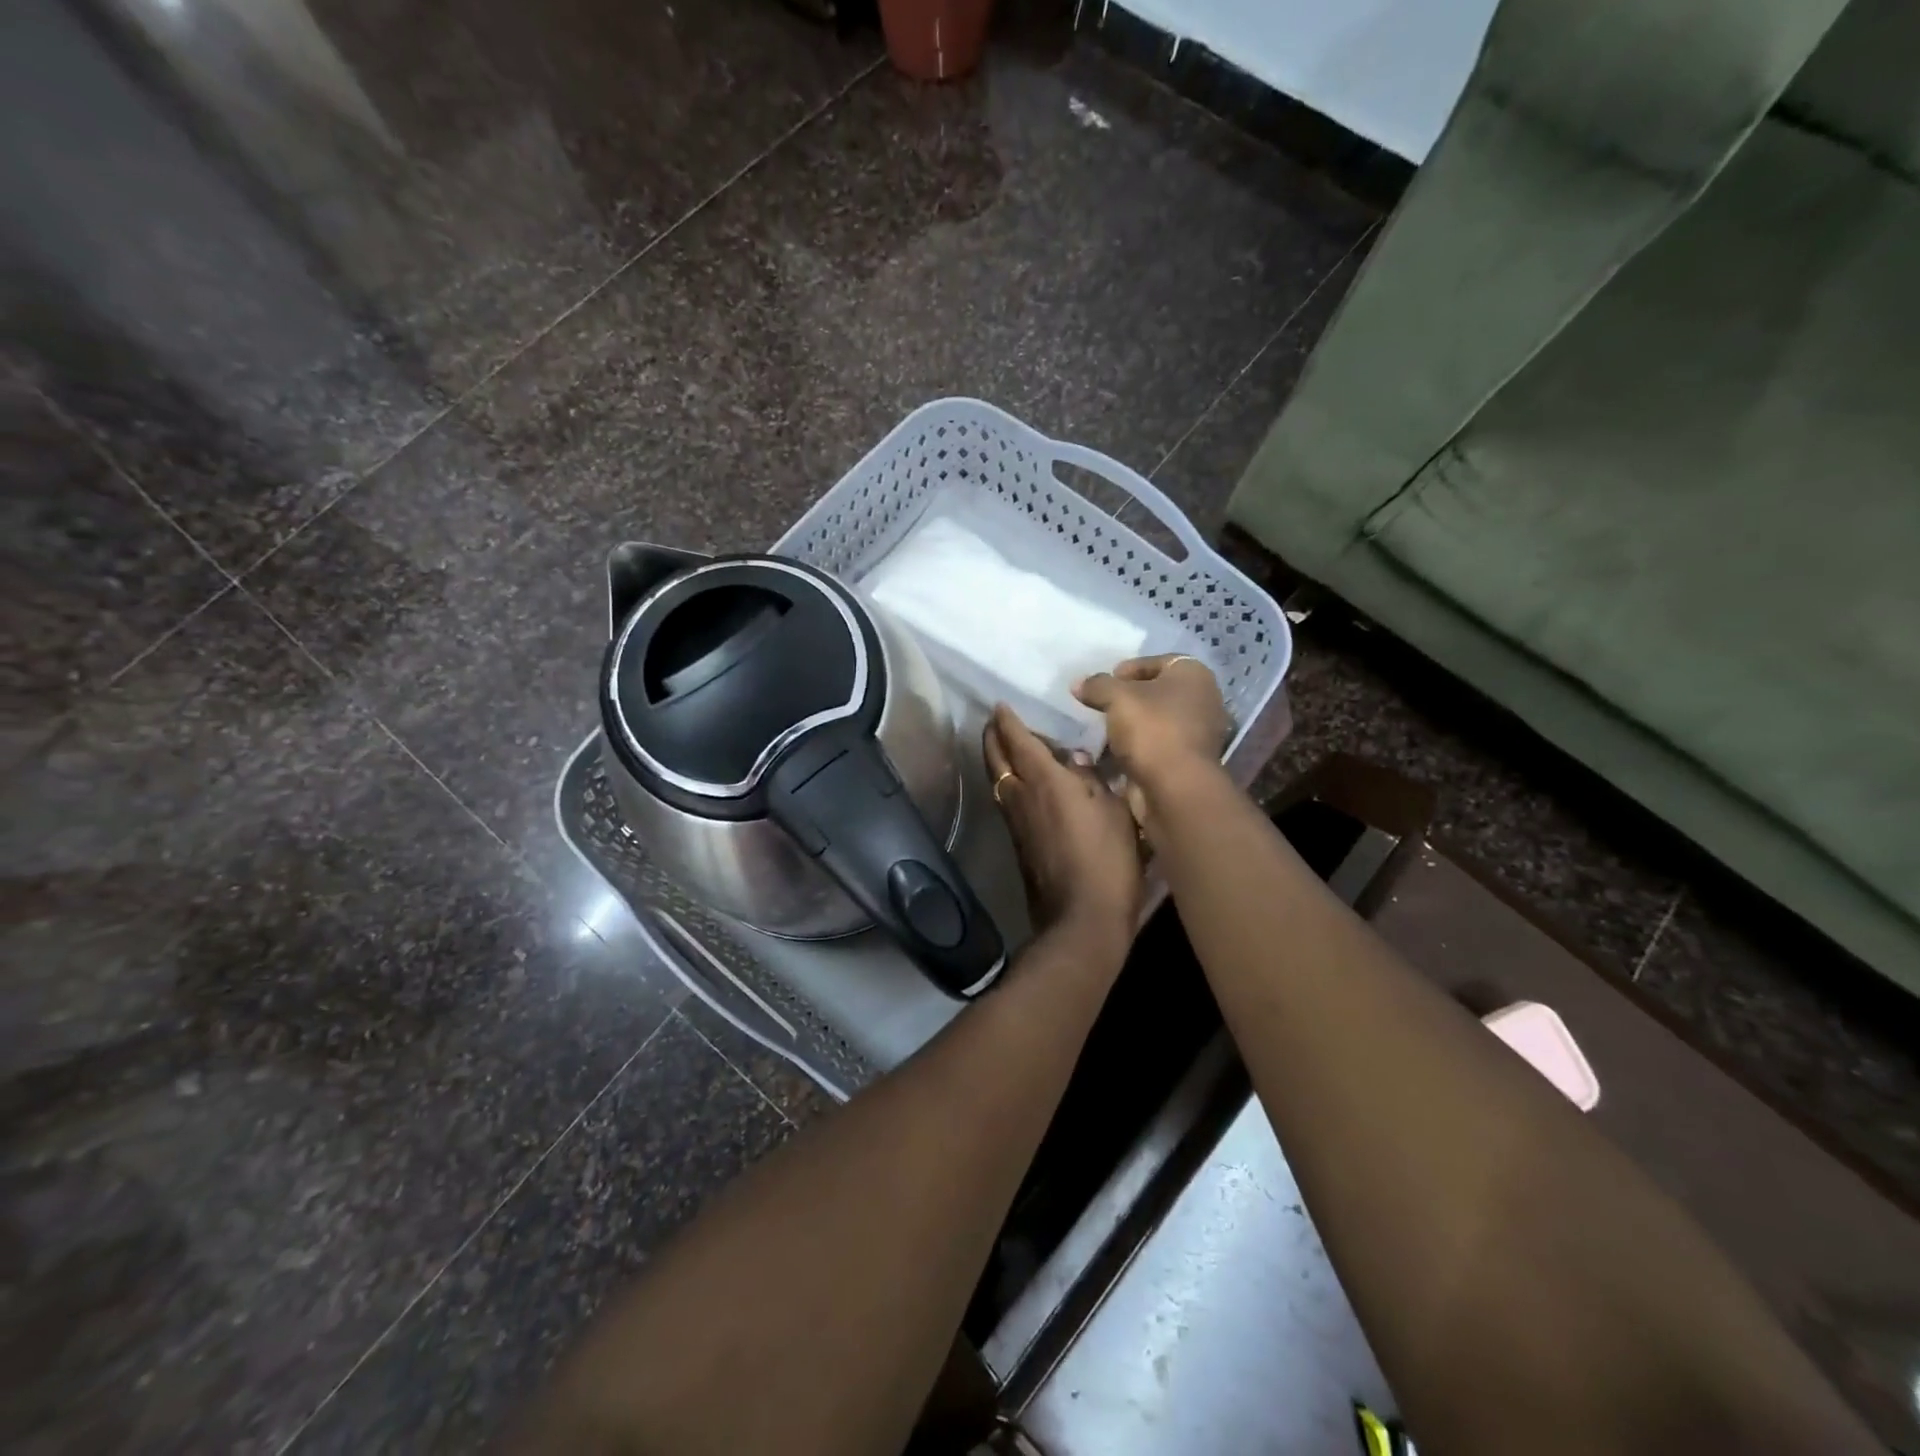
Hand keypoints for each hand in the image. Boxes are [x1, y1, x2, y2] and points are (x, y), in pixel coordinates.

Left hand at [983, 704, 1140, 951]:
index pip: (1017, 740)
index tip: (1000, 705)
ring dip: (997, 759)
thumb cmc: (1107, 859)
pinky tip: (1021, 785)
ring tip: (1006, 747)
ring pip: (997, 780)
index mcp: (1044, 780)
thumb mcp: (1113, 810)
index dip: (1007, 720)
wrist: (1082, 917)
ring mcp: (1015, 822)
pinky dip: (1007, 782)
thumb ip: (1091, 779)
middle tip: (994, 722)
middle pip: (996, 758)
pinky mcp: (1018, 844)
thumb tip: (1074, 760)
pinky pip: (1006, 800)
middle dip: (992, 736)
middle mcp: (1020, 796)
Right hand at [1073, 655, 1230, 789]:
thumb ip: (1097, 685)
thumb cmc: (1152, 729)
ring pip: (1154, 722)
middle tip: (1100, 706)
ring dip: (1127, 726)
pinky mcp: (1186, 761)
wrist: (1175, 787)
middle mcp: (1203, 700)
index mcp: (1194, 675)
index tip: (1105, 684)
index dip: (1128, 669)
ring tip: (1101, 731)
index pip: (1157, 662)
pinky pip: (1155, 747)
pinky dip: (1134, 748)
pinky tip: (1111, 753)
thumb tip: (1079, 683)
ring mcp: (1197, 733)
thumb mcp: (1117, 697)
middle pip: (1155, 693)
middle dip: (1126, 700)